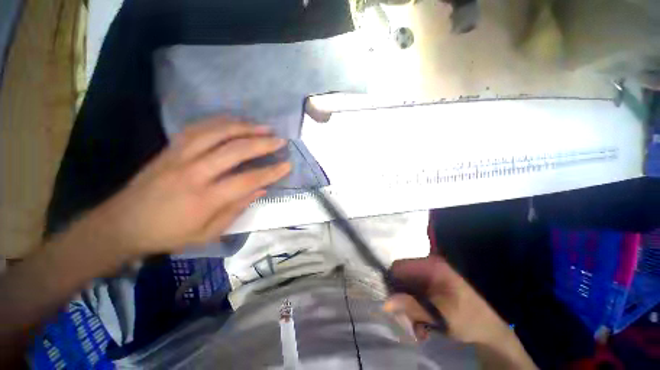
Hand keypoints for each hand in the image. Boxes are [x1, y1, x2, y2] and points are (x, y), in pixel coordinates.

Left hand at [78, 116, 290, 256]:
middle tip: (280, 140)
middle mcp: (194, 172)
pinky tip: (235, 121)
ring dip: (244, 127)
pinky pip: (198, 128)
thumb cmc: (168, 235)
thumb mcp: (208, 233)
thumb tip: (261, 190)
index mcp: (205, 199)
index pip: (247, 180)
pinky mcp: (170, 148)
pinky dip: (220, 122)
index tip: (287, 165)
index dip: (271, 172)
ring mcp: (180, 156)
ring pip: (216, 133)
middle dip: (262, 144)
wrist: (122, 224)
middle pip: (234, 151)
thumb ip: (236, 209)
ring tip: (263, 127)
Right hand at [384, 256, 536, 368]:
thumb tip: (385, 303)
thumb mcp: (439, 315)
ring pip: (406, 290)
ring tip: (417, 329)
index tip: (393, 304)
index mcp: (431, 266)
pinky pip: (414, 296)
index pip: (399, 267)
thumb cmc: (468, 319)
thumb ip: (412, 307)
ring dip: (408, 309)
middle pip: (402, 279)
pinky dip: (414, 311)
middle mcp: (428, 268)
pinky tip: (422, 327)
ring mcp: (429, 278)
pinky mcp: (431, 288)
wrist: (490, 330)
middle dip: (401, 301)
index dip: (392, 283)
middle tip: (407, 323)